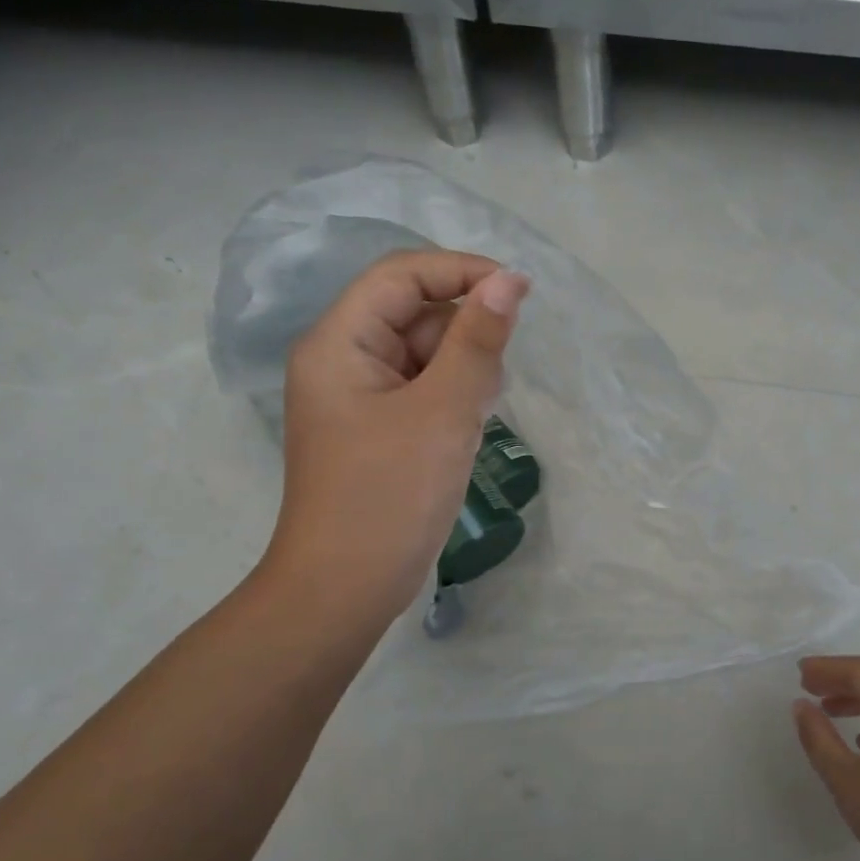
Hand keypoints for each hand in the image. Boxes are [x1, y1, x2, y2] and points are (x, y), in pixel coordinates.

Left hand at [259, 250, 528, 622]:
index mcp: (340, 343)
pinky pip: (421, 390)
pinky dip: (451, 397)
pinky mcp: (377, 429)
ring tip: (478, 412)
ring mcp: (358, 398)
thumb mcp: (443, 412)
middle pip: (412, 312)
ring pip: (421, 353)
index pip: (401, 275)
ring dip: (461, 368)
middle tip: (495, 378)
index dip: (461, 271)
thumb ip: (477, 342)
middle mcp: (342, 360)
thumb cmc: (390, 496)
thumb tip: (508, 281)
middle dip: (463, 332)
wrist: (345, 589)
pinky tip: (469, 426)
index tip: (519, 292)